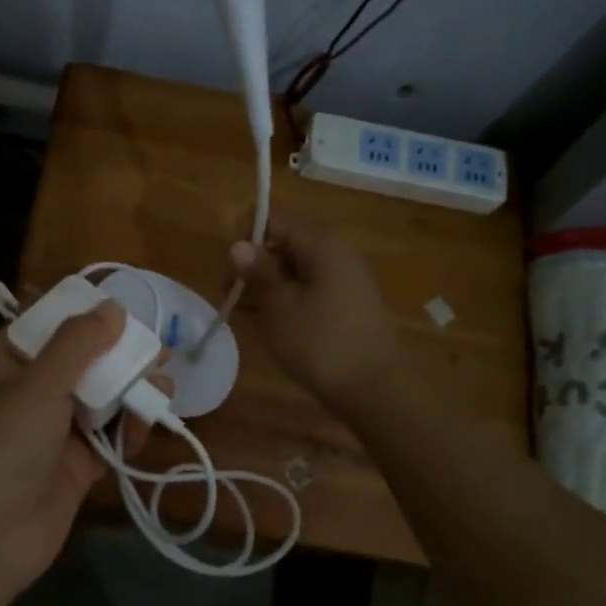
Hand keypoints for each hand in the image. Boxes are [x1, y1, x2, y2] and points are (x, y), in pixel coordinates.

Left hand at [0, 302, 157, 605]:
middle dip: (117, 355)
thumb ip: (77, 344)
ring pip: (100, 399)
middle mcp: (30, 393)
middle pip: (81, 363)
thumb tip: (112, 307)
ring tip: (163, 385)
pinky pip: (108, 438)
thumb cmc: (1, 445)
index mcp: (7, 364)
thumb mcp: (37, 384)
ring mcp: (53, 432)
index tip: (122, 307)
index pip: (46, 326)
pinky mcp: (75, 467)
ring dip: (130, 391)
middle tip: (158, 350)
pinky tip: (147, 422)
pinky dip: (128, 429)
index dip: (82, 315)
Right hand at [229, 212, 403, 409]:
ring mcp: (345, 277)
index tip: (230, 270)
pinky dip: (287, 297)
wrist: (375, 389)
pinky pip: (309, 286)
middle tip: (232, 295)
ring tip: (247, 313)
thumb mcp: (279, 306)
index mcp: (321, 243)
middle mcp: (337, 251)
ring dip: (268, 283)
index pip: (275, 217)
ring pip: (296, 266)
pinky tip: (270, 322)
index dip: (246, 236)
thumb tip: (239, 245)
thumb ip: (257, 271)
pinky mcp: (348, 302)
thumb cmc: (320, 342)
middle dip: (254, 263)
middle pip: (285, 240)